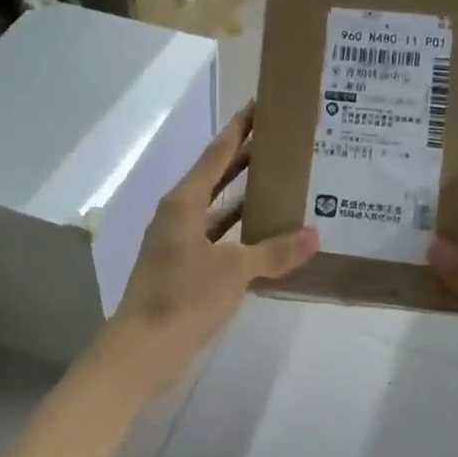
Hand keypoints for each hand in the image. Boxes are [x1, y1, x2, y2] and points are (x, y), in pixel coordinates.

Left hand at [111, 103, 318, 365]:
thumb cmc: (185, 296)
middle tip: (277, 141)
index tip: (257, 108)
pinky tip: (263, 235)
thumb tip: (313, 235)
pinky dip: (239, 233)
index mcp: (183, 202)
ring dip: (242, 197)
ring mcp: (178, 243)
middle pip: (215, 178)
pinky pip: (217, 238)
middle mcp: (177, 215)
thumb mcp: (235, 270)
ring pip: (216, 210)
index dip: (238, 131)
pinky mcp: (183, 269)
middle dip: (243, 159)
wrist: (144, 349)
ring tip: (278, 183)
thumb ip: (274, 251)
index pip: (215, 155)